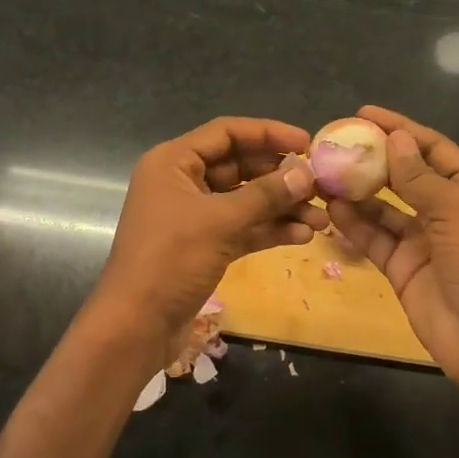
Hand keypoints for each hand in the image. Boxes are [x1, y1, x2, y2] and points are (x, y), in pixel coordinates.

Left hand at [91, 117, 326, 352]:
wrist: (137, 325)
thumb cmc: (170, 260)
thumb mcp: (220, 222)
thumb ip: (264, 195)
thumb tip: (306, 174)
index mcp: (173, 162)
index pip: (226, 132)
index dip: (268, 133)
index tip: (307, 142)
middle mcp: (181, 182)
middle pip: (238, 165)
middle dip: (280, 176)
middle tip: (320, 184)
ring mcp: (192, 216)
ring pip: (244, 200)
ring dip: (281, 207)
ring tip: (321, 217)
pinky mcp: (203, 246)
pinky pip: (241, 228)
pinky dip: (268, 230)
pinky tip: (303, 236)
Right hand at [327, 105, 458, 393]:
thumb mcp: (457, 210)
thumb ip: (419, 177)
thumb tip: (396, 139)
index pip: (433, 148)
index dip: (401, 129)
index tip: (364, 113)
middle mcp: (449, 210)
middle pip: (406, 176)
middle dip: (374, 159)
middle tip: (335, 144)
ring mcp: (425, 240)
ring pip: (385, 208)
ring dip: (358, 191)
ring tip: (324, 173)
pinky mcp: (403, 267)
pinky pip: (375, 238)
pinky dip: (355, 224)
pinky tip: (331, 208)